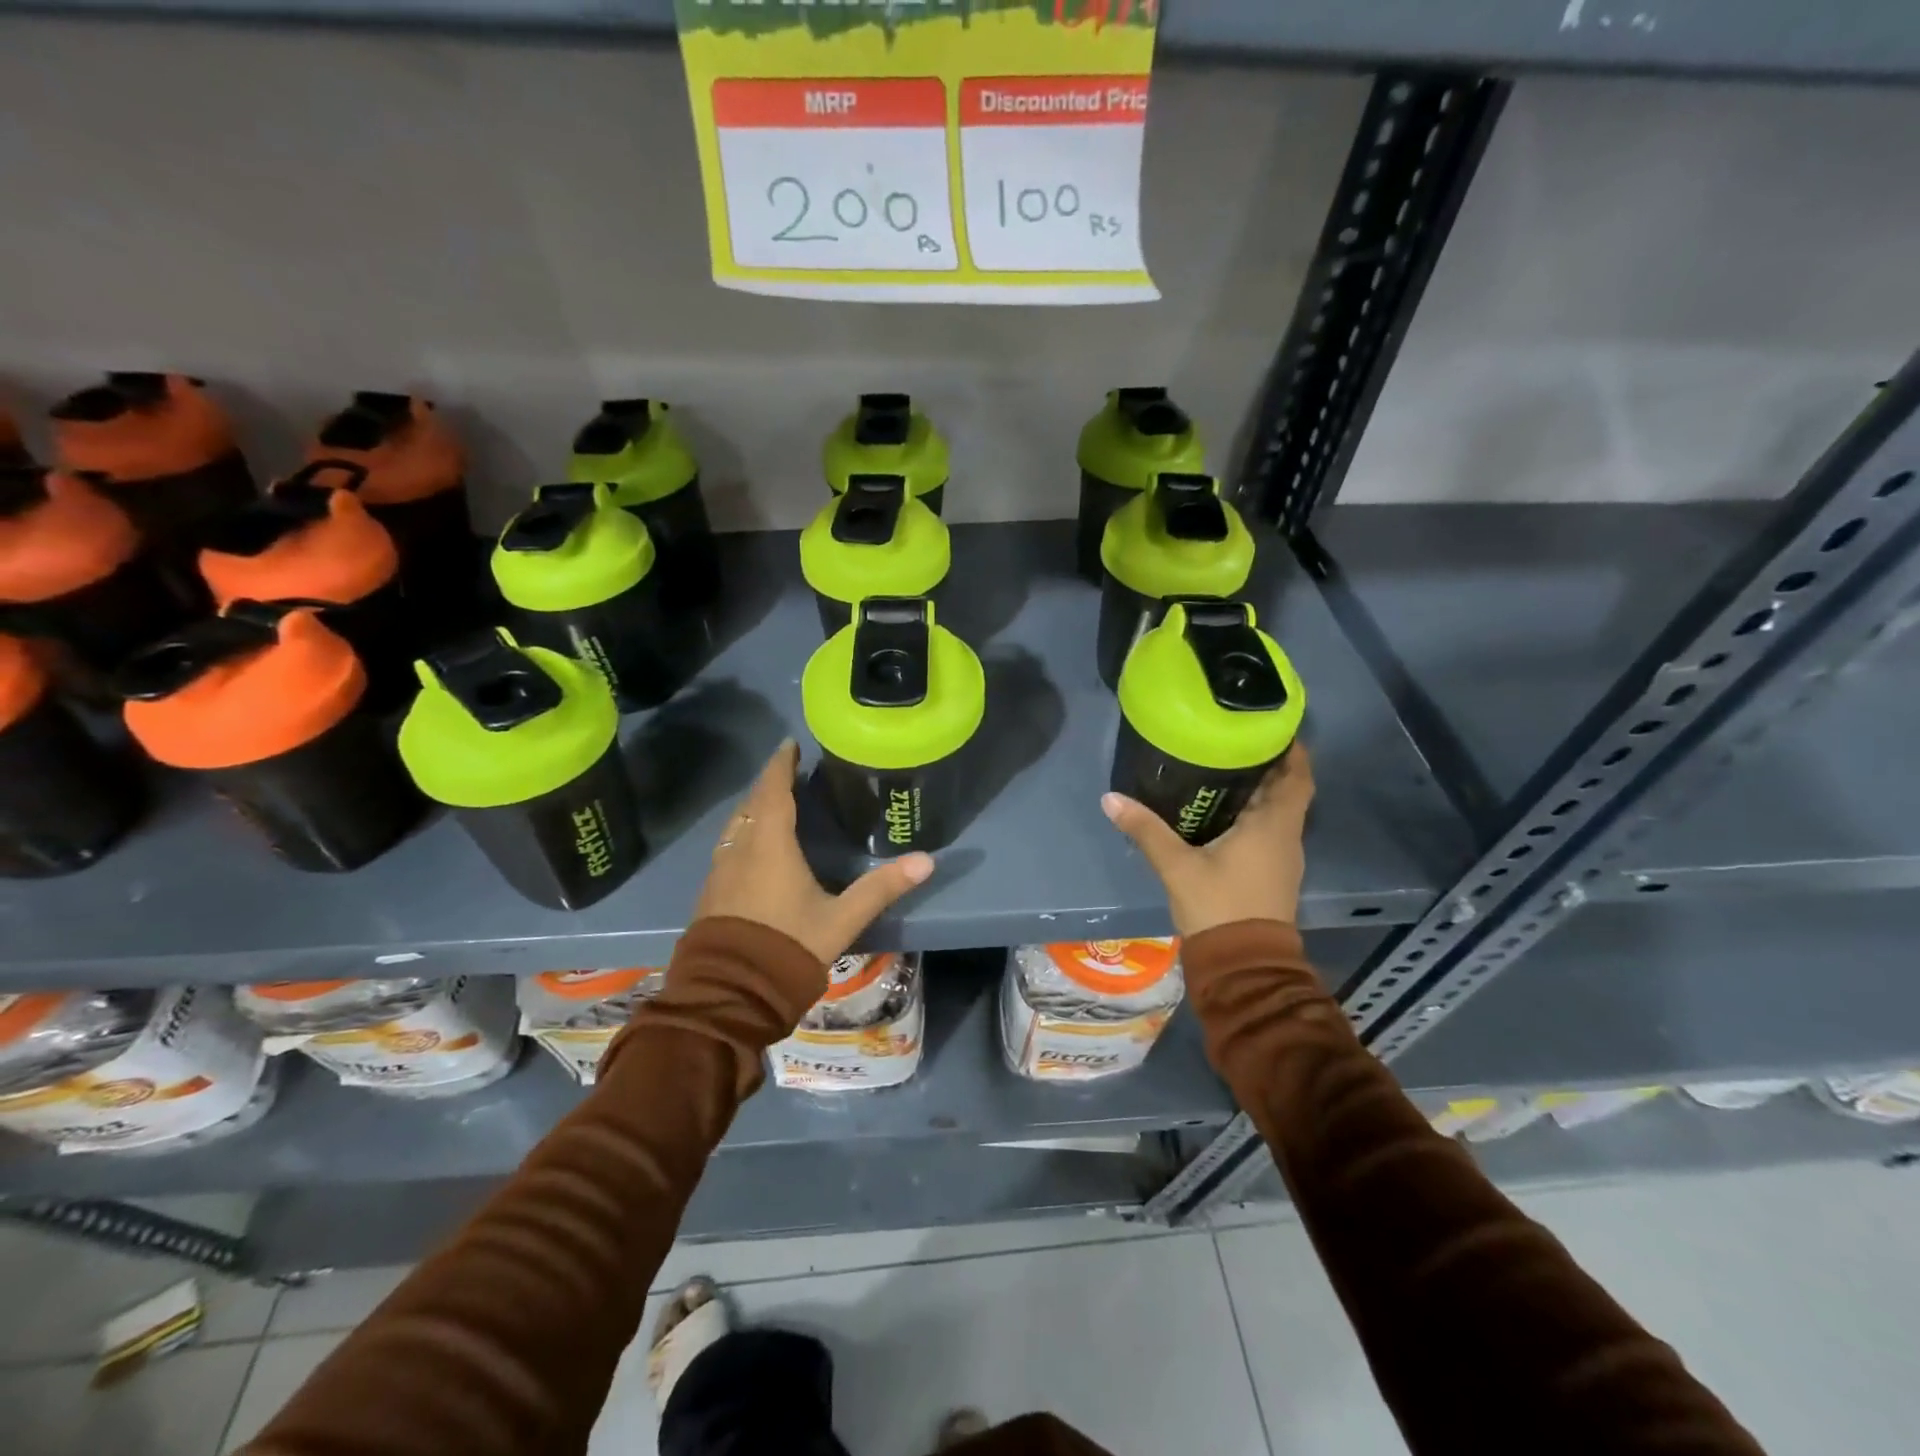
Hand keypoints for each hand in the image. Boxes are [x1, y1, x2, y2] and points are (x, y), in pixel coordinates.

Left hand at [692, 740, 934, 963]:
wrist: (730, 993)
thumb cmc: (788, 947)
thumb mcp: (842, 919)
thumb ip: (882, 887)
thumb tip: (927, 860)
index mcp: (770, 845)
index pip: (773, 790)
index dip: (781, 764)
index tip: (789, 745)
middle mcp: (740, 849)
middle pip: (752, 804)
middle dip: (769, 783)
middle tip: (789, 772)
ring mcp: (720, 871)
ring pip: (736, 826)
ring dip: (754, 809)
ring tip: (773, 804)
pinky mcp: (711, 892)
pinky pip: (728, 846)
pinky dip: (744, 833)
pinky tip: (754, 848)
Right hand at [1102, 746, 1313, 937]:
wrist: (1243, 964)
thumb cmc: (1219, 906)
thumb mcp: (1177, 866)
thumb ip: (1146, 830)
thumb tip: (1111, 798)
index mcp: (1273, 826)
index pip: (1298, 777)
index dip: (1291, 750)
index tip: (1269, 727)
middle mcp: (1286, 837)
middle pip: (1287, 791)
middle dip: (1267, 765)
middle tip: (1233, 741)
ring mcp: (1283, 858)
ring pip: (1279, 812)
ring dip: (1261, 791)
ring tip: (1224, 768)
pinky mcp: (1273, 874)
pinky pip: (1270, 831)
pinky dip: (1254, 814)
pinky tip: (1223, 812)